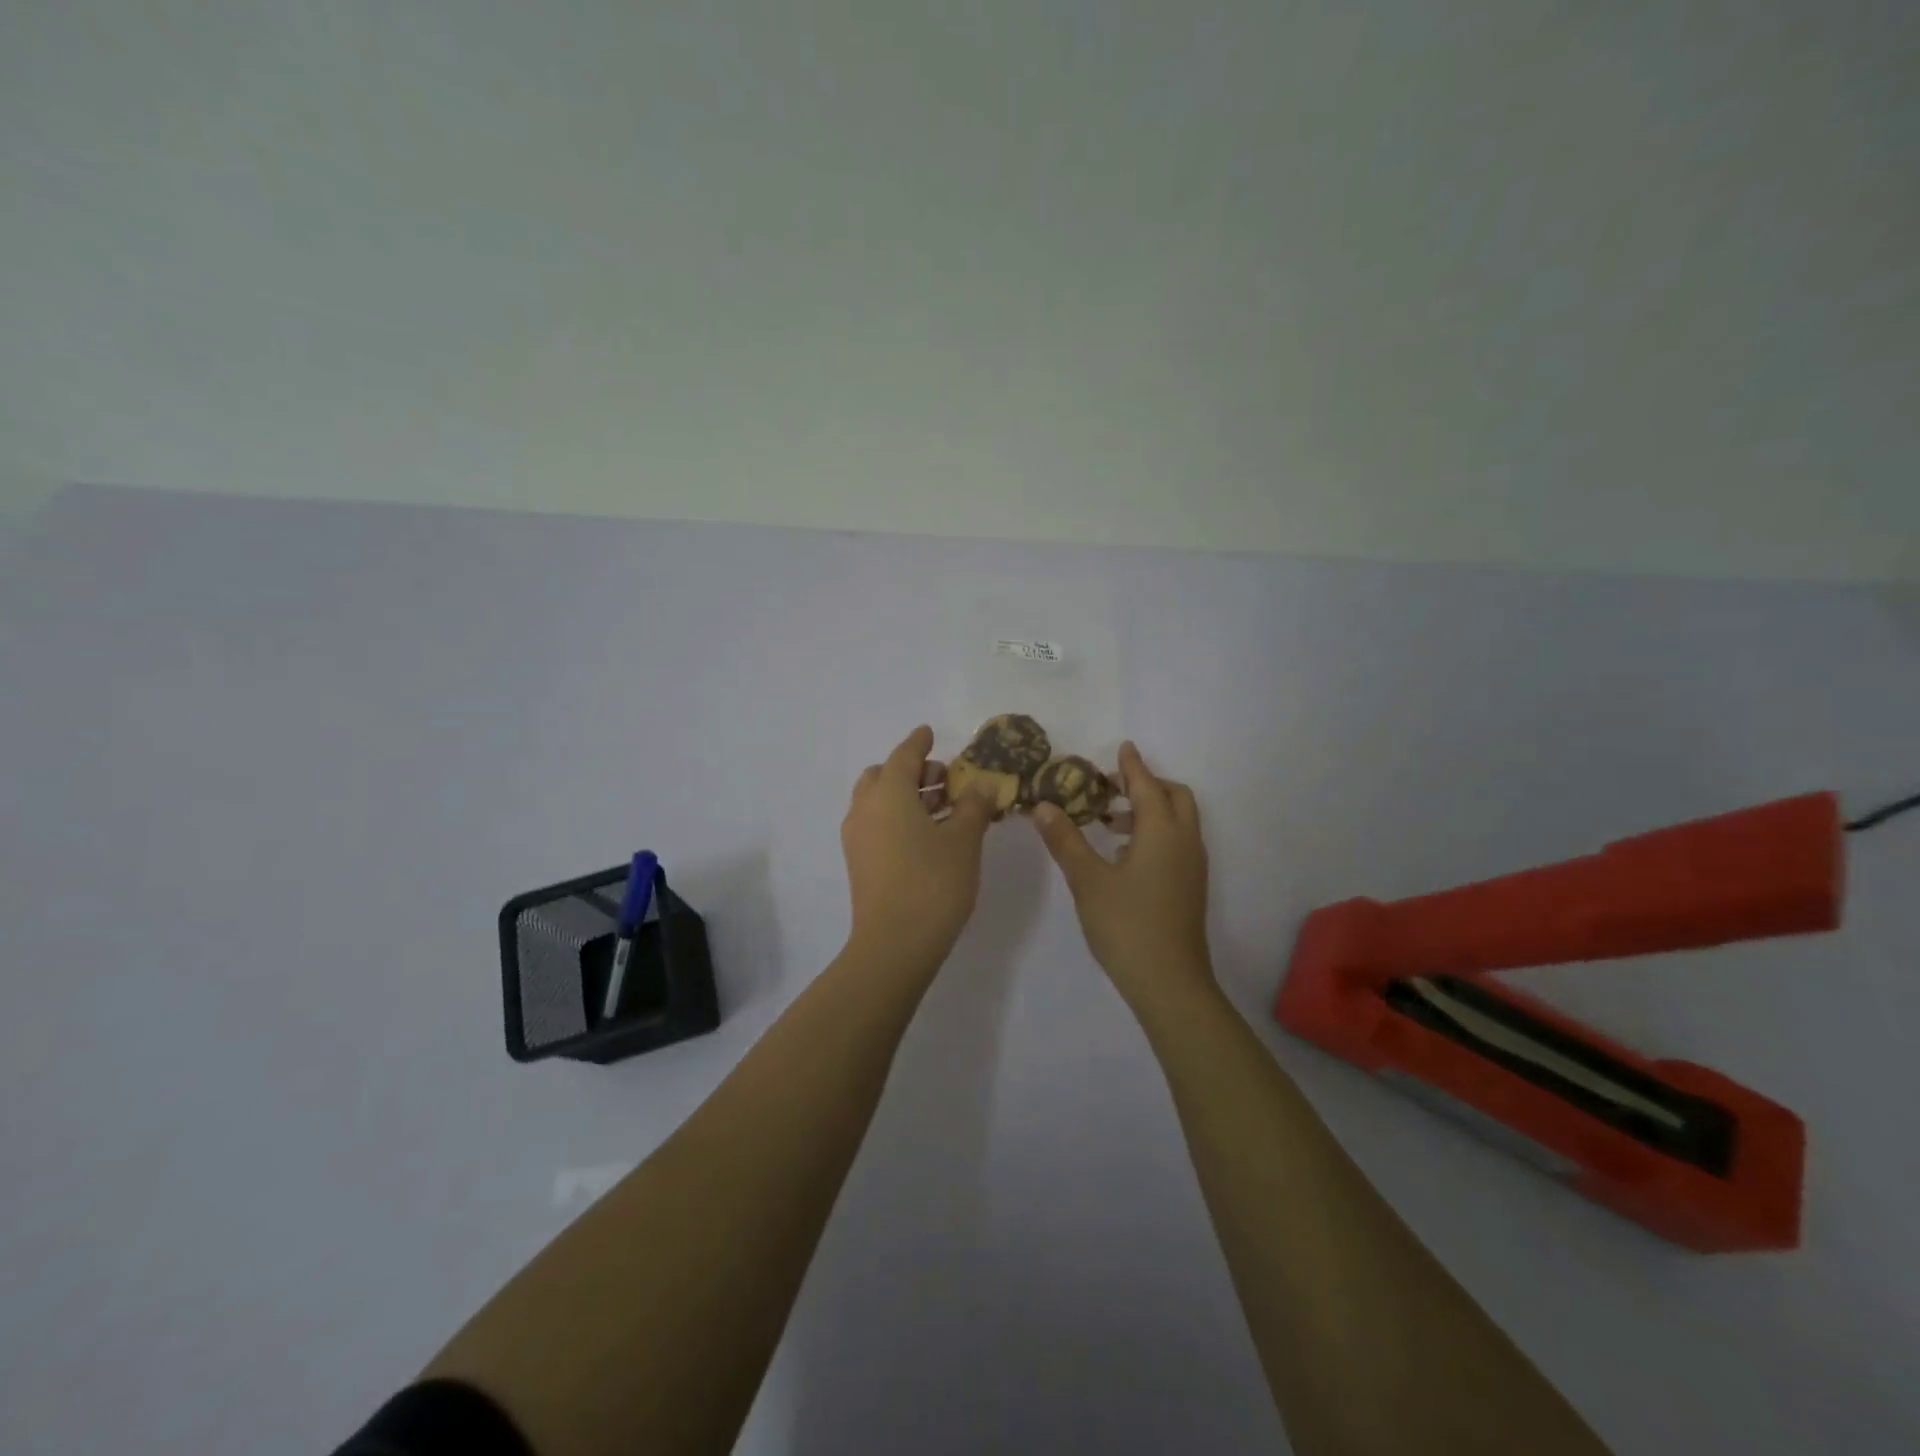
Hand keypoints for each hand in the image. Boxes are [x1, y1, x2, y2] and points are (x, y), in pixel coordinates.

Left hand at [841, 726, 995, 970]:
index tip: (929, 732)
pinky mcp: (859, 862)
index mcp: (888, 793)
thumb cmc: (933, 882)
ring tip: (943, 807)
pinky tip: (927, 835)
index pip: (903, 755)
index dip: (919, 742)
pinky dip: (897, 817)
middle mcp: (865, 808)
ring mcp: (857, 837)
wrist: (894, 944)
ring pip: (878, 801)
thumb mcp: (964, 840)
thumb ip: (974, 805)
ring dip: (905, 795)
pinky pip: (876, 824)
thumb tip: (983, 784)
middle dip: (911, 771)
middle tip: (943, 780)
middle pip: (884, 776)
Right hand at [1030, 741, 1213, 1013]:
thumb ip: (1066, 840)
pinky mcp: (1190, 887)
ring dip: (1150, 810)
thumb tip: (1043, 806)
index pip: (1147, 786)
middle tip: (1111, 789)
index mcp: (1162, 833)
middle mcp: (1185, 842)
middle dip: (1147, 785)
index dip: (1132, 766)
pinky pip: (1178, 842)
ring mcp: (1192, 866)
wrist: (1170, 983)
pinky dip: (1156, 832)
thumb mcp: (1088, 881)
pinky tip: (1125, 855)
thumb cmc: (1127, 926)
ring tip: (1111, 822)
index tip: (1122, 747)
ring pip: (1178, 821)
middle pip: (1174, 797)